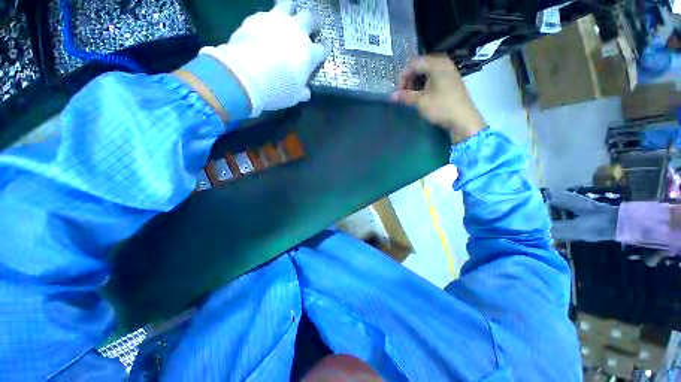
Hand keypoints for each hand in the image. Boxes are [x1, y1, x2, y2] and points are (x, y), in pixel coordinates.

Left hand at [200, 1, 329, 117]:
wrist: (246, 76)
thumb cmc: (276, 90)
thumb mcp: (293, 97)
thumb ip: (302, 92)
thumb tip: (306, 92)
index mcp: (309, 54)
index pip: (323, 48)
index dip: (325, 47)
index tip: (325, 46)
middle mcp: (297, 33)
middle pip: (310, 18)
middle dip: (313, 22)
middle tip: (310, 29)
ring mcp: (277, 21)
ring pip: (289, 4)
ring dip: (291, 10)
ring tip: (288, 18)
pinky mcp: (257, 17)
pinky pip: (266, 13)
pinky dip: (268, 19)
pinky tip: (264, 27)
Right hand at [392, 55, 485, 142]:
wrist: (463, 119)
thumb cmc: (442, 108)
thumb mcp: (421, 102)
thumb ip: (406, 96)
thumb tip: (391, 96)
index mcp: (437, 64)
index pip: (413, 63)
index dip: (403, 76)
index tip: (398, 91)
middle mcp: (443, 63)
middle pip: (420, 66)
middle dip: (409, 79)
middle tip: (404, 93)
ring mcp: (448, 71)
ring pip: (426, 72)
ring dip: (415, 82)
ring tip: (411, 95)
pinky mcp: (450, 80)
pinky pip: (433, 77)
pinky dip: (424, 84)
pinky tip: (421, 95)